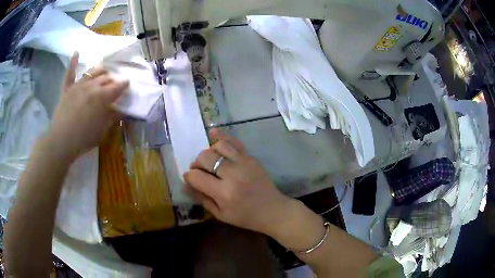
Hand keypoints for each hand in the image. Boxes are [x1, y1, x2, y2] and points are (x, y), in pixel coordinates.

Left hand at [47, 52, 128, 160]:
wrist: (62, 141)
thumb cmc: (84, 138)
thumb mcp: (102, 130)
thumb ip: (112, 117)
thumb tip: (121, 109)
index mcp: (103, 96)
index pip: (118, 86)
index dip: (124, 84)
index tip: (128, 84)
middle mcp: (92, 86)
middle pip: (106, 77)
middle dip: (113, 79)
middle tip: (115, 84)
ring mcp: (79, 85)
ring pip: (93, 72)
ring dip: (100, 70)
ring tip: (104, 71)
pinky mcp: (68, 88)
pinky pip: (70, 73)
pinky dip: (73, 62)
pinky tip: (76, 53)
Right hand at [184, 129, 291, 234]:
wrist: (272, 210)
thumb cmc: (245, 217)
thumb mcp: (221, 215)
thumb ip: (202, 199)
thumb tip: (186, 185)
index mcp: (224, 193)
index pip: (197, 177)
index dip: (189, 177)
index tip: (189, 179)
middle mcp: (233, 174)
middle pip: (205, 158)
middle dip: (196, 163)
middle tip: (199, 171)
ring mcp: (243, 163)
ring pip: (218, 146)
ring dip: (209, 152)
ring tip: (209, 161)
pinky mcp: (251, 157)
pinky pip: (234, 141)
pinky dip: (222, 136)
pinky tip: (212, 133)